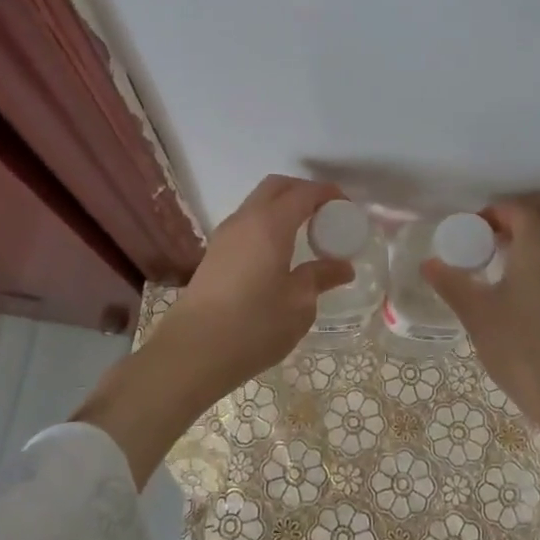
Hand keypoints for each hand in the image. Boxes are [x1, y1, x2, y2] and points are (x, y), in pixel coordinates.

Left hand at [162, 175, 355, 401]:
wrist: (193, 352)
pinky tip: (280, 254)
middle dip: (303, 192)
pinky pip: (246, 225)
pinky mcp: (214, 255)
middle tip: (327, 214)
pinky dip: (268, 225)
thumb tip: (343, 267)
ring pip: (257, 204)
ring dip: (283, 208)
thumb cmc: (254, 325)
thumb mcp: (299, 304)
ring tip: (306, 234)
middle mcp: (244, 220)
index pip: (303, 193)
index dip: (327, 194)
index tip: (347, 207)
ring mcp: (224, 236)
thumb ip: (320, 277)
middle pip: (276, 187)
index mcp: (270, 224)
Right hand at [422, 194, 539, 435]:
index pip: (518, 209)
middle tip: (488, 235)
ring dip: (532, 233)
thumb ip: (451, 283)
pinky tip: (516, 284)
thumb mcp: (477, 315)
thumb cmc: (523, 349)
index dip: (492, 213)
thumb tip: (429, 263)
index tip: (468, 232)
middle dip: (518, 212)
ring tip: (497, 258)